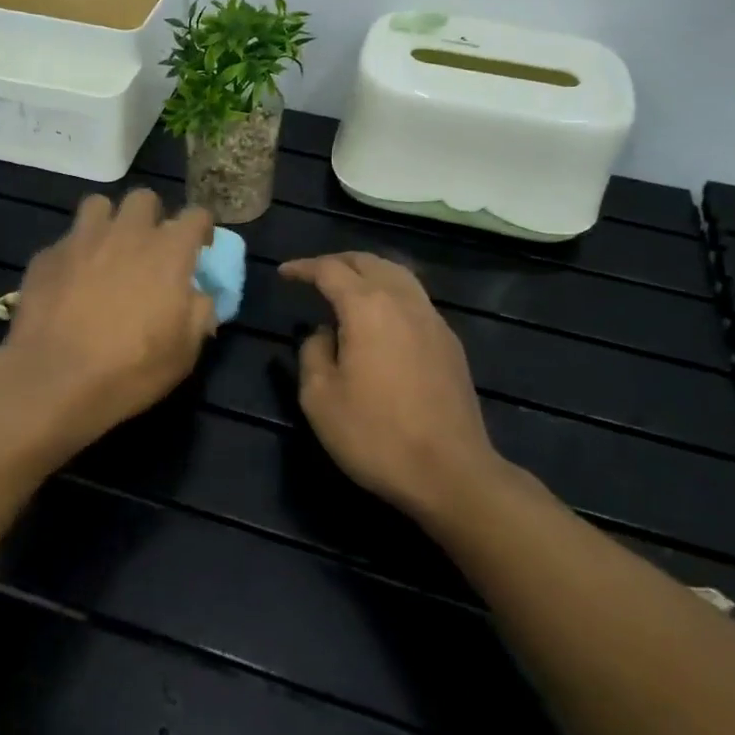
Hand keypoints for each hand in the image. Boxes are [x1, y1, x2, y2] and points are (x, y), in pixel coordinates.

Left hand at [0, 189, 215, 443]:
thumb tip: (198, 296)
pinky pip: (65, 241)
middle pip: (143, 199)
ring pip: (98, 206)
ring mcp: (81, 240)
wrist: (54, 379)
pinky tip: (68, 283)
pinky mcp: (46, 256)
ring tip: (106, 251)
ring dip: (108, 223)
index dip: (201, 228)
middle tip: (148, 248)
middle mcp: (126, 233)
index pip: (195, 215)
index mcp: (168, 252)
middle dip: (151, 217)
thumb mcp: (184, 352)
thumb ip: (199, 313)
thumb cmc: (131, 368)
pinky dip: (73, 255)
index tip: (199, 248)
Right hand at [281, 251, 514, 520]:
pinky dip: (390, 293)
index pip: (330, 270)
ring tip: (347, 287)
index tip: (284, 273)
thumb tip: (322, 334)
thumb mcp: (320, 398)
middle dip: (337, 262)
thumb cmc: (375, 435)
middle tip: (313, 274)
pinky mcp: (450, 343)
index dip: (303, 268)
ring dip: (368, 273)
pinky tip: (381, 317)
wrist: (450, 472)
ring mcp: (433, 320)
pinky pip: (415, 299)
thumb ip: (313, 353)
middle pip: (369, 263)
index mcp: (367, 308)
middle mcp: (404, 302)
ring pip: (398, 276)